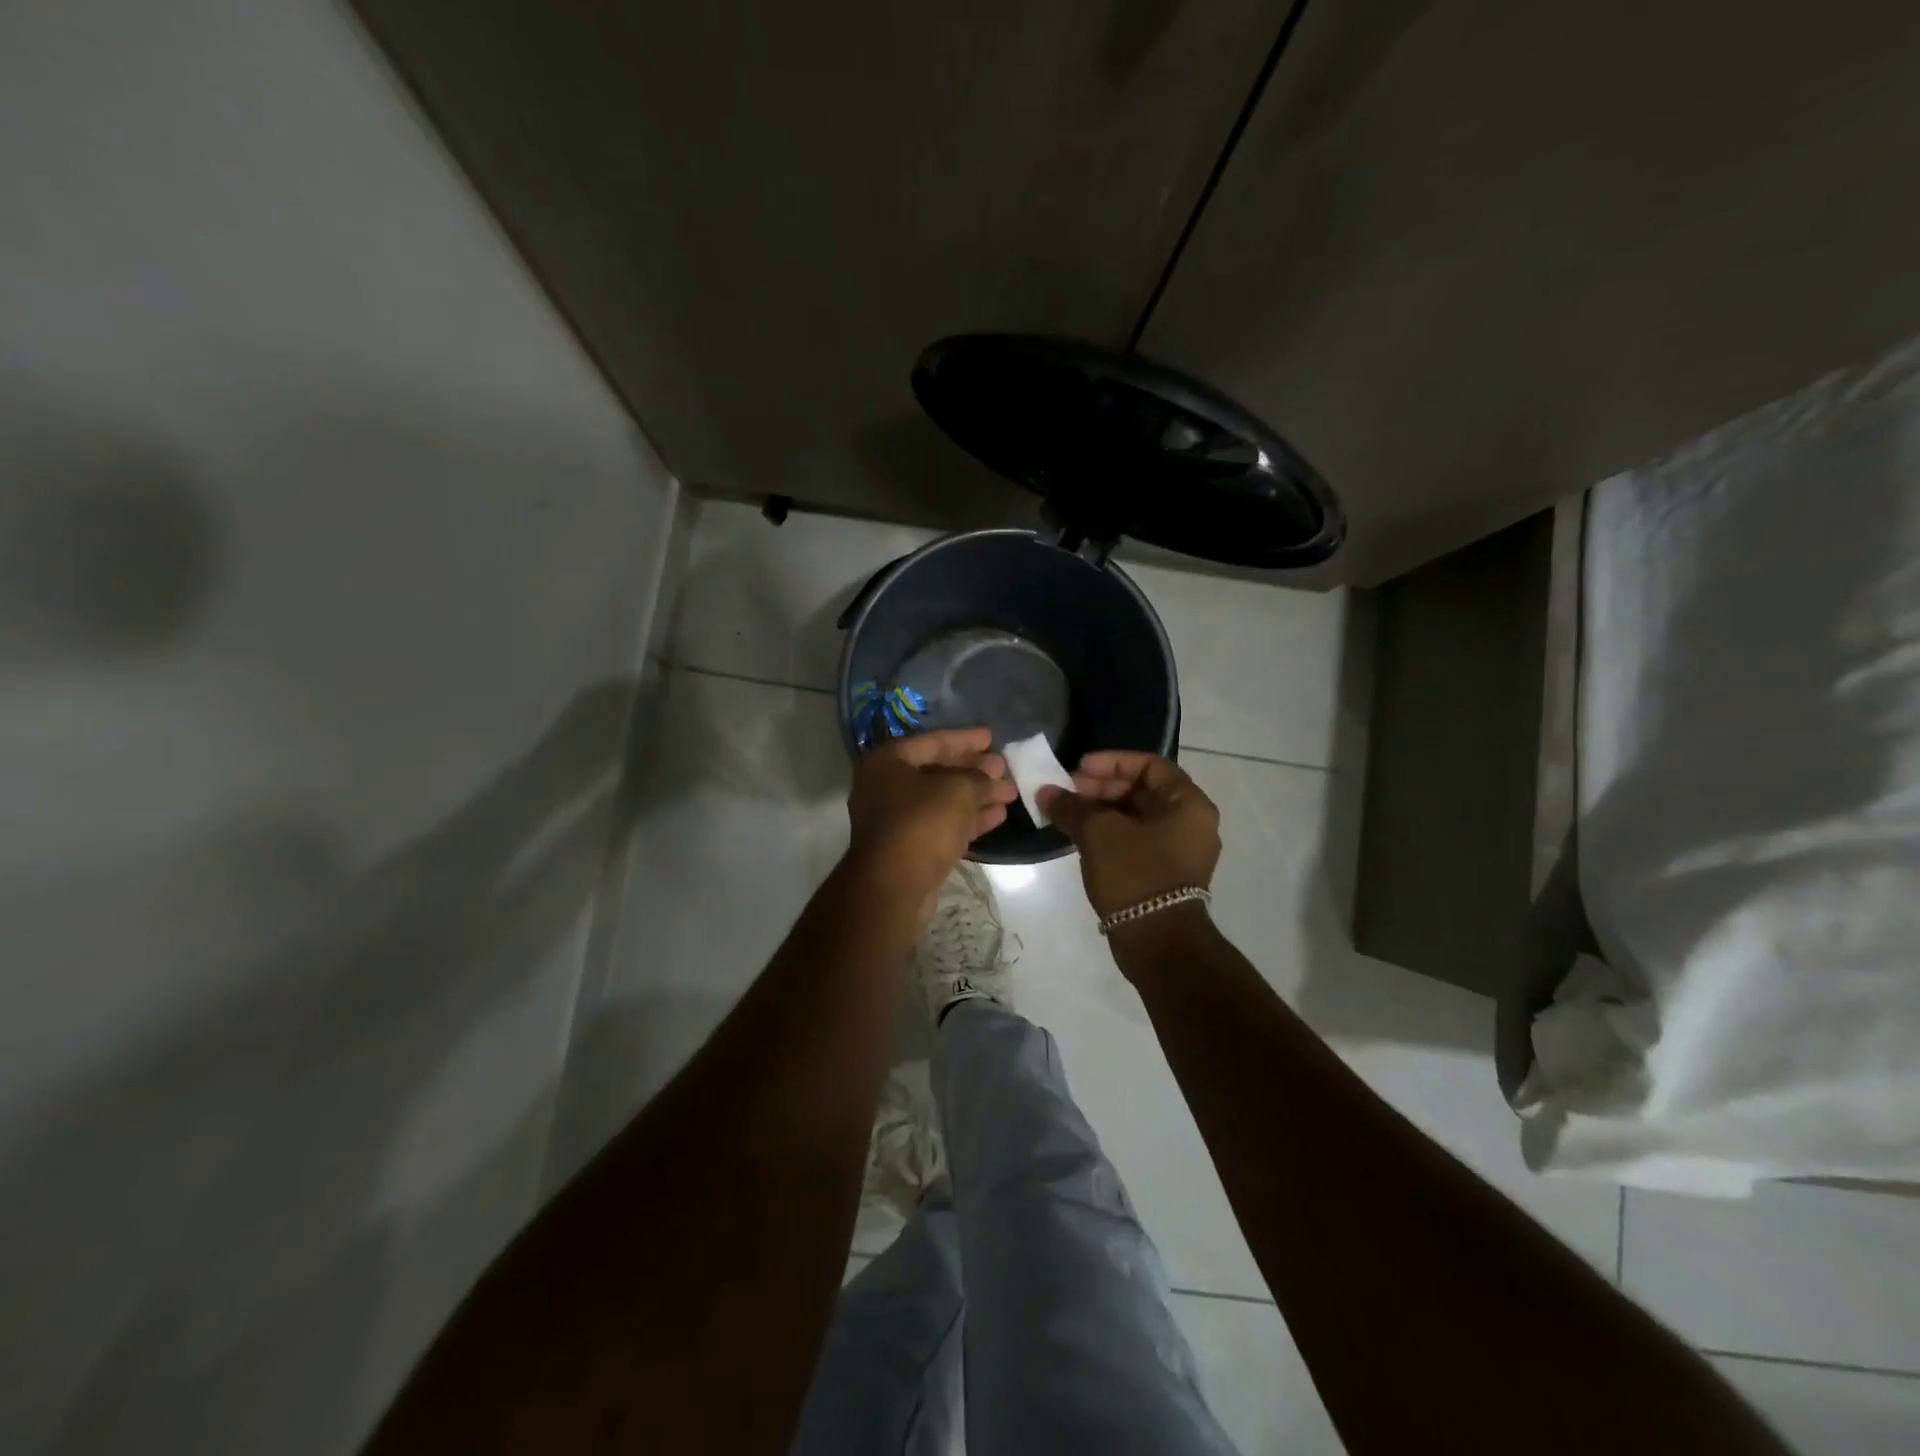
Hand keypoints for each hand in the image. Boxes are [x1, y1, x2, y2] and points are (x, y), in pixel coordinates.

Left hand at [846, 728, 1017, 903]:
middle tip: (1005, 769)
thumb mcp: (958, 791)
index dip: (966, 739)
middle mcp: (886, 786)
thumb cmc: (922, 824)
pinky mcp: (908, 847)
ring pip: (942, 800)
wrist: (893, 886)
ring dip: (976, 796)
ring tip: (1010, 794)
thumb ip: (979, 777)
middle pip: (937, 770)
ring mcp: (895, 819)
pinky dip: (968, 818)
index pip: (933, 741)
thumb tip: (992, 774)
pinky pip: (941, 824)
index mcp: (888, 761)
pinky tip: (998, 816)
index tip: (993, 738)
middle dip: (974, 771)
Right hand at [1037, 751, 1220, 918]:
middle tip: (1068, 792)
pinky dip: (1109, 833)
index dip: (1112, 761)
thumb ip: (1071, 806)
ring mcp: (1179, 851)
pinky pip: (1135, 840)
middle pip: (1143, 790)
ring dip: (1101, 811)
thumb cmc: (1135, 874)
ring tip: (1067, 814)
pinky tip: (1080, 837)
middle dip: (1102, 787)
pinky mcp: (1164, 874)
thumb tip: (1045, 792)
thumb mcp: (1098, 833)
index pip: (1150, 765)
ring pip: (1136, 817)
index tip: (1079, 769)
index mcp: (1189, 805)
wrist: (1157, 942)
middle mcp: (1191, 824)